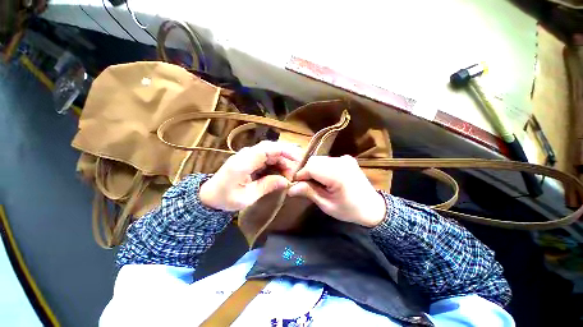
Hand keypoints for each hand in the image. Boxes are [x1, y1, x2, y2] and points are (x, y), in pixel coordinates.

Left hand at [199, 141, 300, 210]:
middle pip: (271, 149)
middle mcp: (246, 155)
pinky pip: (267, 159)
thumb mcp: (247, 197)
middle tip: (294, 173)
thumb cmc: (226, 198)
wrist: (209, 196)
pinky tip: (280, 174)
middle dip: (286, 158)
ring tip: (289, 175)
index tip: (297, 158)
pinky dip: (276, 165)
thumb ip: (267, 186)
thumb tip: (286, 181)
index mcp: (243, 162)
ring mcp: (248, 156)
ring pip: (270, 153)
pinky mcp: (250, 160)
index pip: (266, 148)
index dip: (284, 150)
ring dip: (282, 162)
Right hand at [287, 155, 385, 227]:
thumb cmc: (349, 210)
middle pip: (314, 161)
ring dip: (313, 169)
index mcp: (338, 174)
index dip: (300, 175)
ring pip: (319, 159)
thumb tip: (290, 188)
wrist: (372, 207)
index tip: (295, 185)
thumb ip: (309, 192)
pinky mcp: (346, 159)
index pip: (311, 167)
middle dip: (305, 171)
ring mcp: (345, 158)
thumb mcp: (327, 205)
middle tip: (304, 185)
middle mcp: (341, 161)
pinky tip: (324, 178)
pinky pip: (327, 160)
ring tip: (314, 182)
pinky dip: (321, 168)